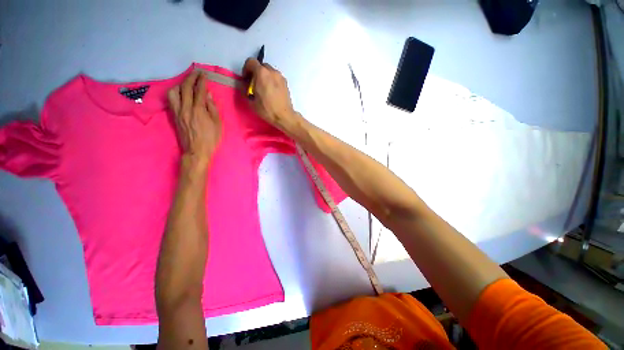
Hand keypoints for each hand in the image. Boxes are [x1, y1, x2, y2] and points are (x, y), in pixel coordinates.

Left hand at [168, 71, 221, 169]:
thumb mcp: (217, 124)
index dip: (201, 81)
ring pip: (174, 92)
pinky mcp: (174, 116)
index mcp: (199, 110)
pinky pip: (171, 100)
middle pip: (186, 88)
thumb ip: (212, 108)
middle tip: (196, 73)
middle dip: (191, 78)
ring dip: (180, 84)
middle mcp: (186, 108)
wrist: (196, 150)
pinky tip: (180, 93)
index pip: (199, 91)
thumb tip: (207, 95)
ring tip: (187, 84)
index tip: (204, 74)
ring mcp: (178, 111)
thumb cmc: (211, 138)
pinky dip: (176, 93)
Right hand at [243, 58, 297, 128]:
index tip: (246, 79)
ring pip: (269, 72)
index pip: (251, 62)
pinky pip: (276, 78)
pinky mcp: (286, 83)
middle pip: (261, 66)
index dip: (246, 69)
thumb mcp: (251, 101)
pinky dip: (272, 81)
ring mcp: (281, 77)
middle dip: (256, 73)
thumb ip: (245, 89)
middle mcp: (272, 72)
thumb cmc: (267, 109)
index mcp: (262, 73)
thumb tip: (244, 84)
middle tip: (254, 84)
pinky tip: (271, 92)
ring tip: (263, 89)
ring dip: (264, 77)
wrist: (284, 116)